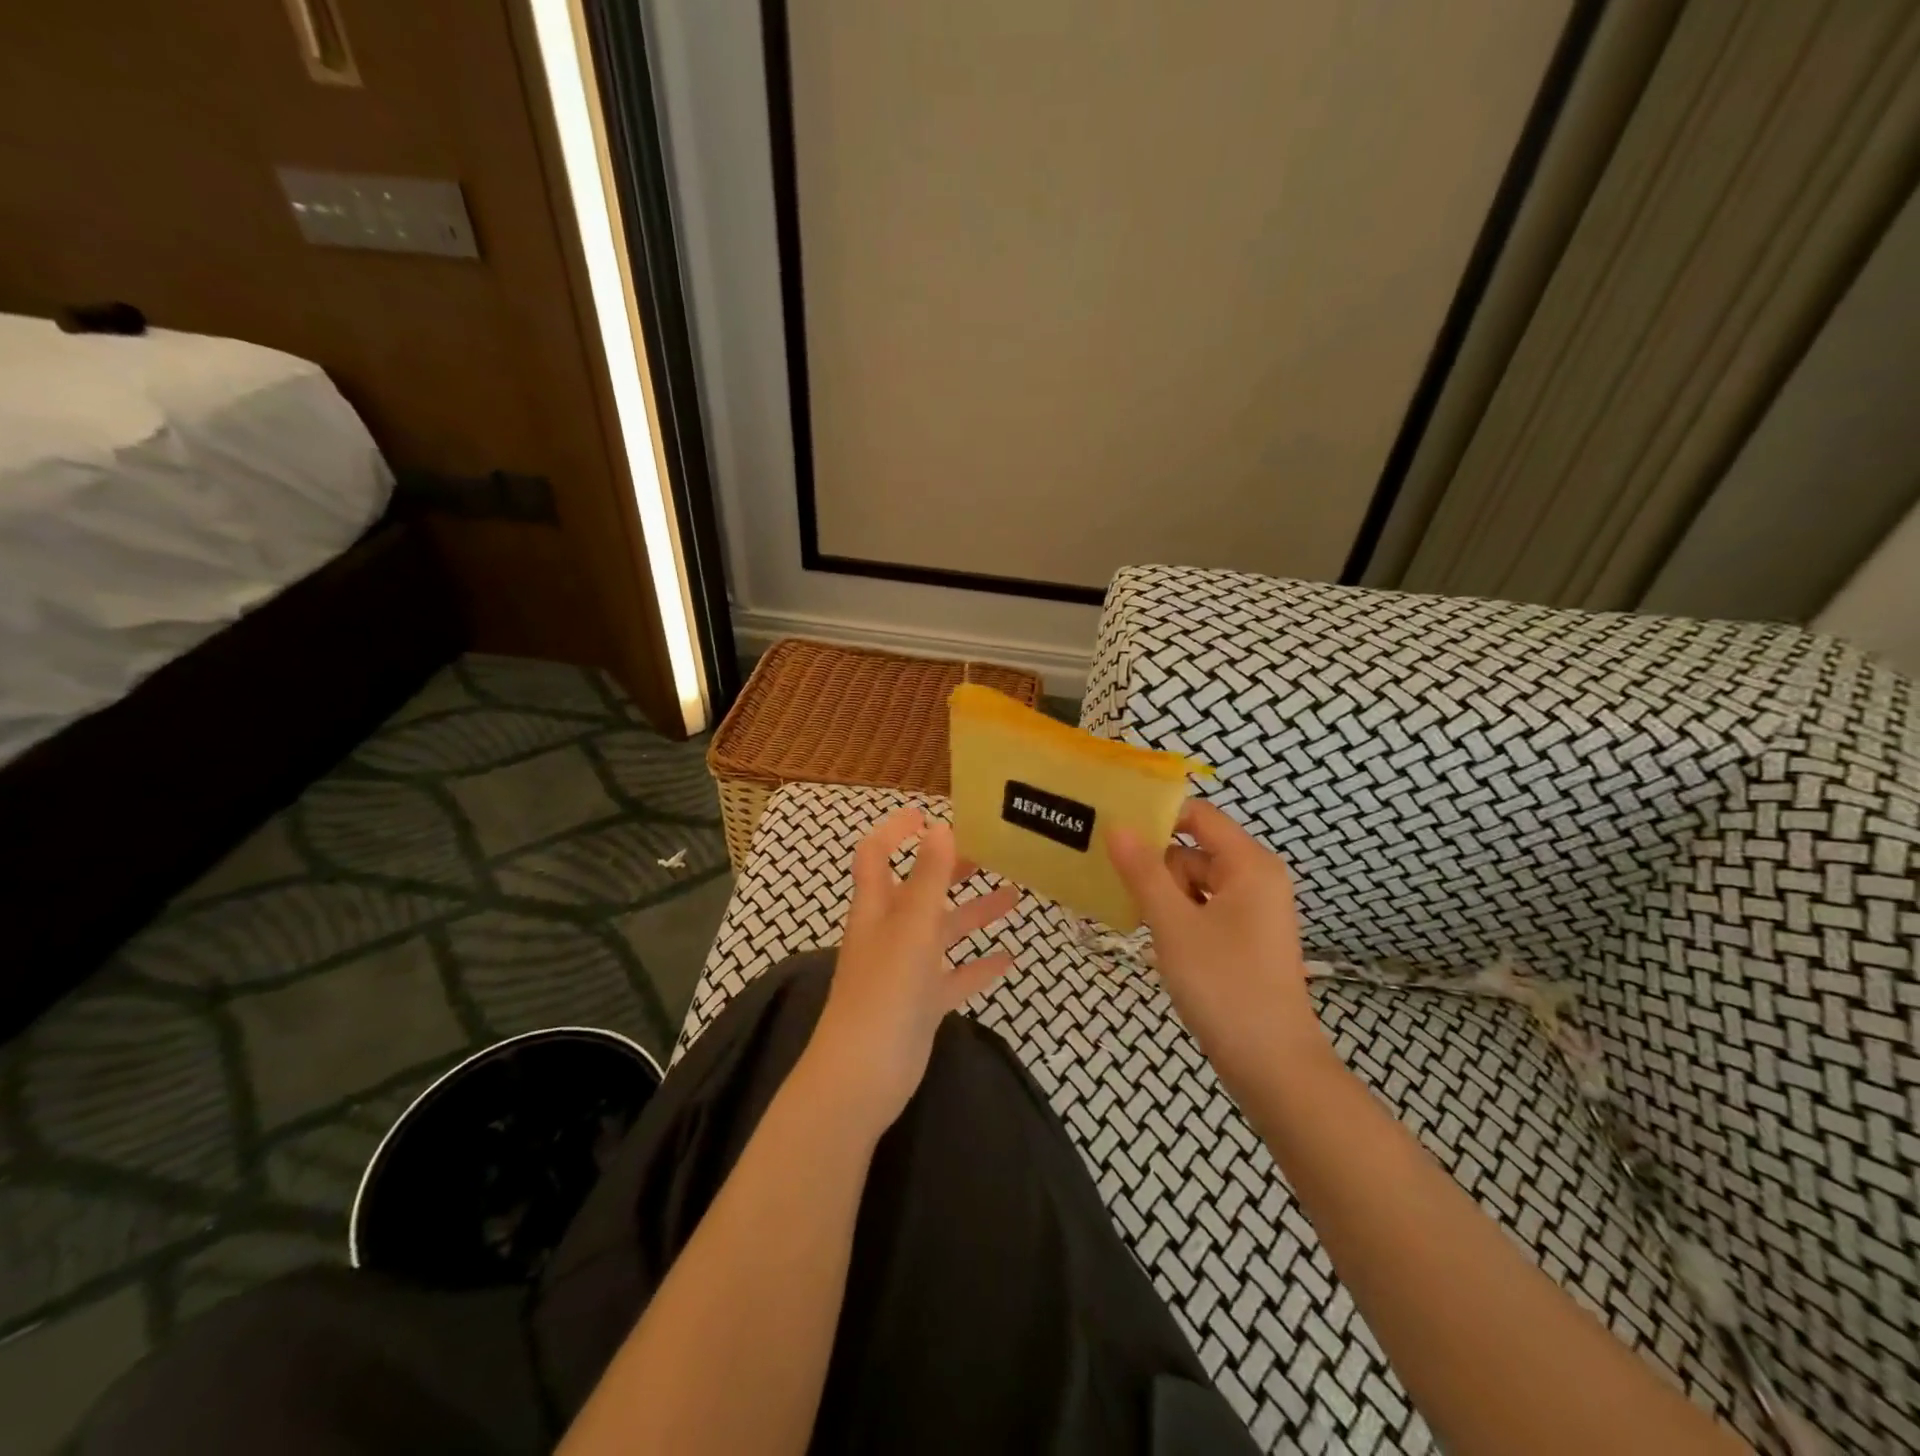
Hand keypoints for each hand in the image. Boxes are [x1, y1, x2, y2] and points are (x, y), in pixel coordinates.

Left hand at [800, 807, 1019, 1141]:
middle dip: (948, 868)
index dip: (896, 831)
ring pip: (943, 931)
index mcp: (878, 907)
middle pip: (919, 889)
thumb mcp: (911, 926)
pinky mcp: (922, 1004)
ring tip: (1015, 896)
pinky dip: (979, 965)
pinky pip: (955, 976)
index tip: (927, 814)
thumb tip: (940, 826)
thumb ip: (928, 877)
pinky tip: (1010, 958)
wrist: (864, 1075)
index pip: (877, 854)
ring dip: (974, 913)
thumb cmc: (885, 990)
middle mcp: (890, 932)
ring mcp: (906, 970)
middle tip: (989, 853)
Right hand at [1108, 800, 1324, 1098]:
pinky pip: (1203, 908)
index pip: (1199, 815)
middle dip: (1156, 866)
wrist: (1272, 1066)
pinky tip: (1156, 938)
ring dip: (1164, 896)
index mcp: (1249, 865)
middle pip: (1194, 849)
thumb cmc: (1223, 985)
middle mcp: (1256, 879)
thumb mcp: (1173, 924)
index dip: (1157, 816)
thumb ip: (1143, 872)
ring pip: (1195, 882)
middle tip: (1119, 887)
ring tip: (1138, 921)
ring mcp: (1253, 911)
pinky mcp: (1245, 938)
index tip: (1113, 828)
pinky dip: (1178, 916)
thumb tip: (1117, 827)